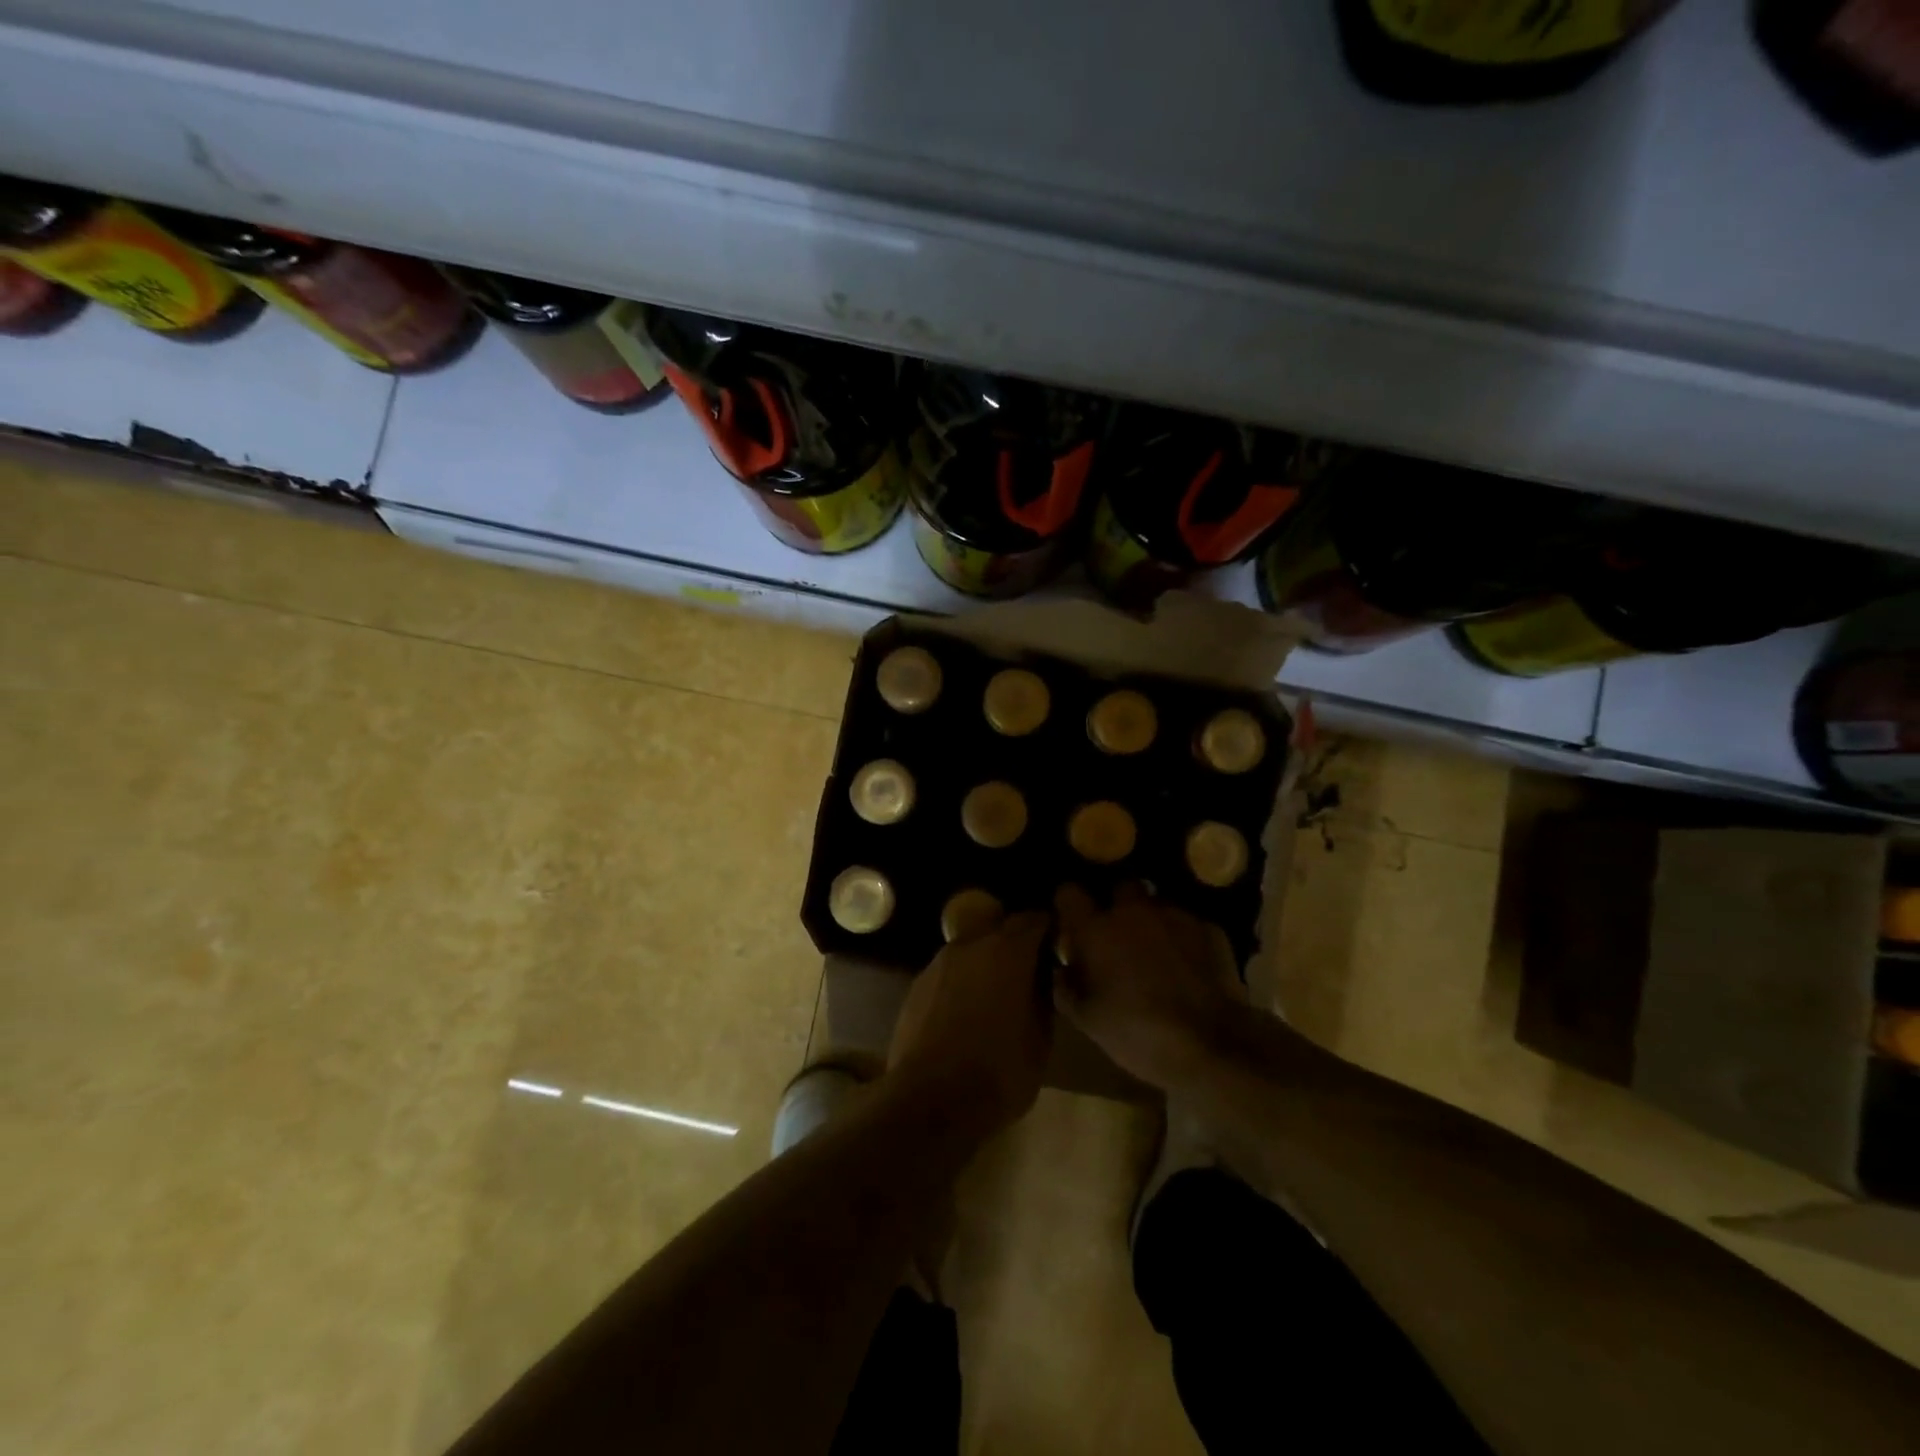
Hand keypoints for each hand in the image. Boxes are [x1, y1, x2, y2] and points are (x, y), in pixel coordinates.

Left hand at [886, 911, 1053, 1146]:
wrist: (931, 1099)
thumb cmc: (999, 1070)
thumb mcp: (1041, 1037)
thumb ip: (1042, 994)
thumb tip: (1041, 974)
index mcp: (1008, 951)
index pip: (1034, 919)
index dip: (1048, 930)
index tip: (1057, 946)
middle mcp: (971, 944)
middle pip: (997, 926)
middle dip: (1014, 940)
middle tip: (1028, 969)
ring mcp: (939, 962)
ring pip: (970, 948)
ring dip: (985, 961)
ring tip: (995, 993)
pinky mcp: (917, 984)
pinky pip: (949, 971)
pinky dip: (961, 981)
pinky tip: (965, 1012)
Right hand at [1053, 884, 1244, 1090]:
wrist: (1211, 1046)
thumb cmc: (1137, 1033)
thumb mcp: (1088, 1021)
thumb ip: (1066, 988)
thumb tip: (1061, 970)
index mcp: (1097, 930)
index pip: (1069, 893)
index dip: (1068, 905)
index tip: (1071, 924)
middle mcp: (1133, 911)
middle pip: (1120, 888)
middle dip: (1117, 906)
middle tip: (1118, 938)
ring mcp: (1175, 916)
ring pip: (1157, 905)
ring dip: (1152, 922)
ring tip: (1157, 953)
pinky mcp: (1209, 929)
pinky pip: (1188, 925)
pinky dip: (1183, 939)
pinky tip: (1189, 966)